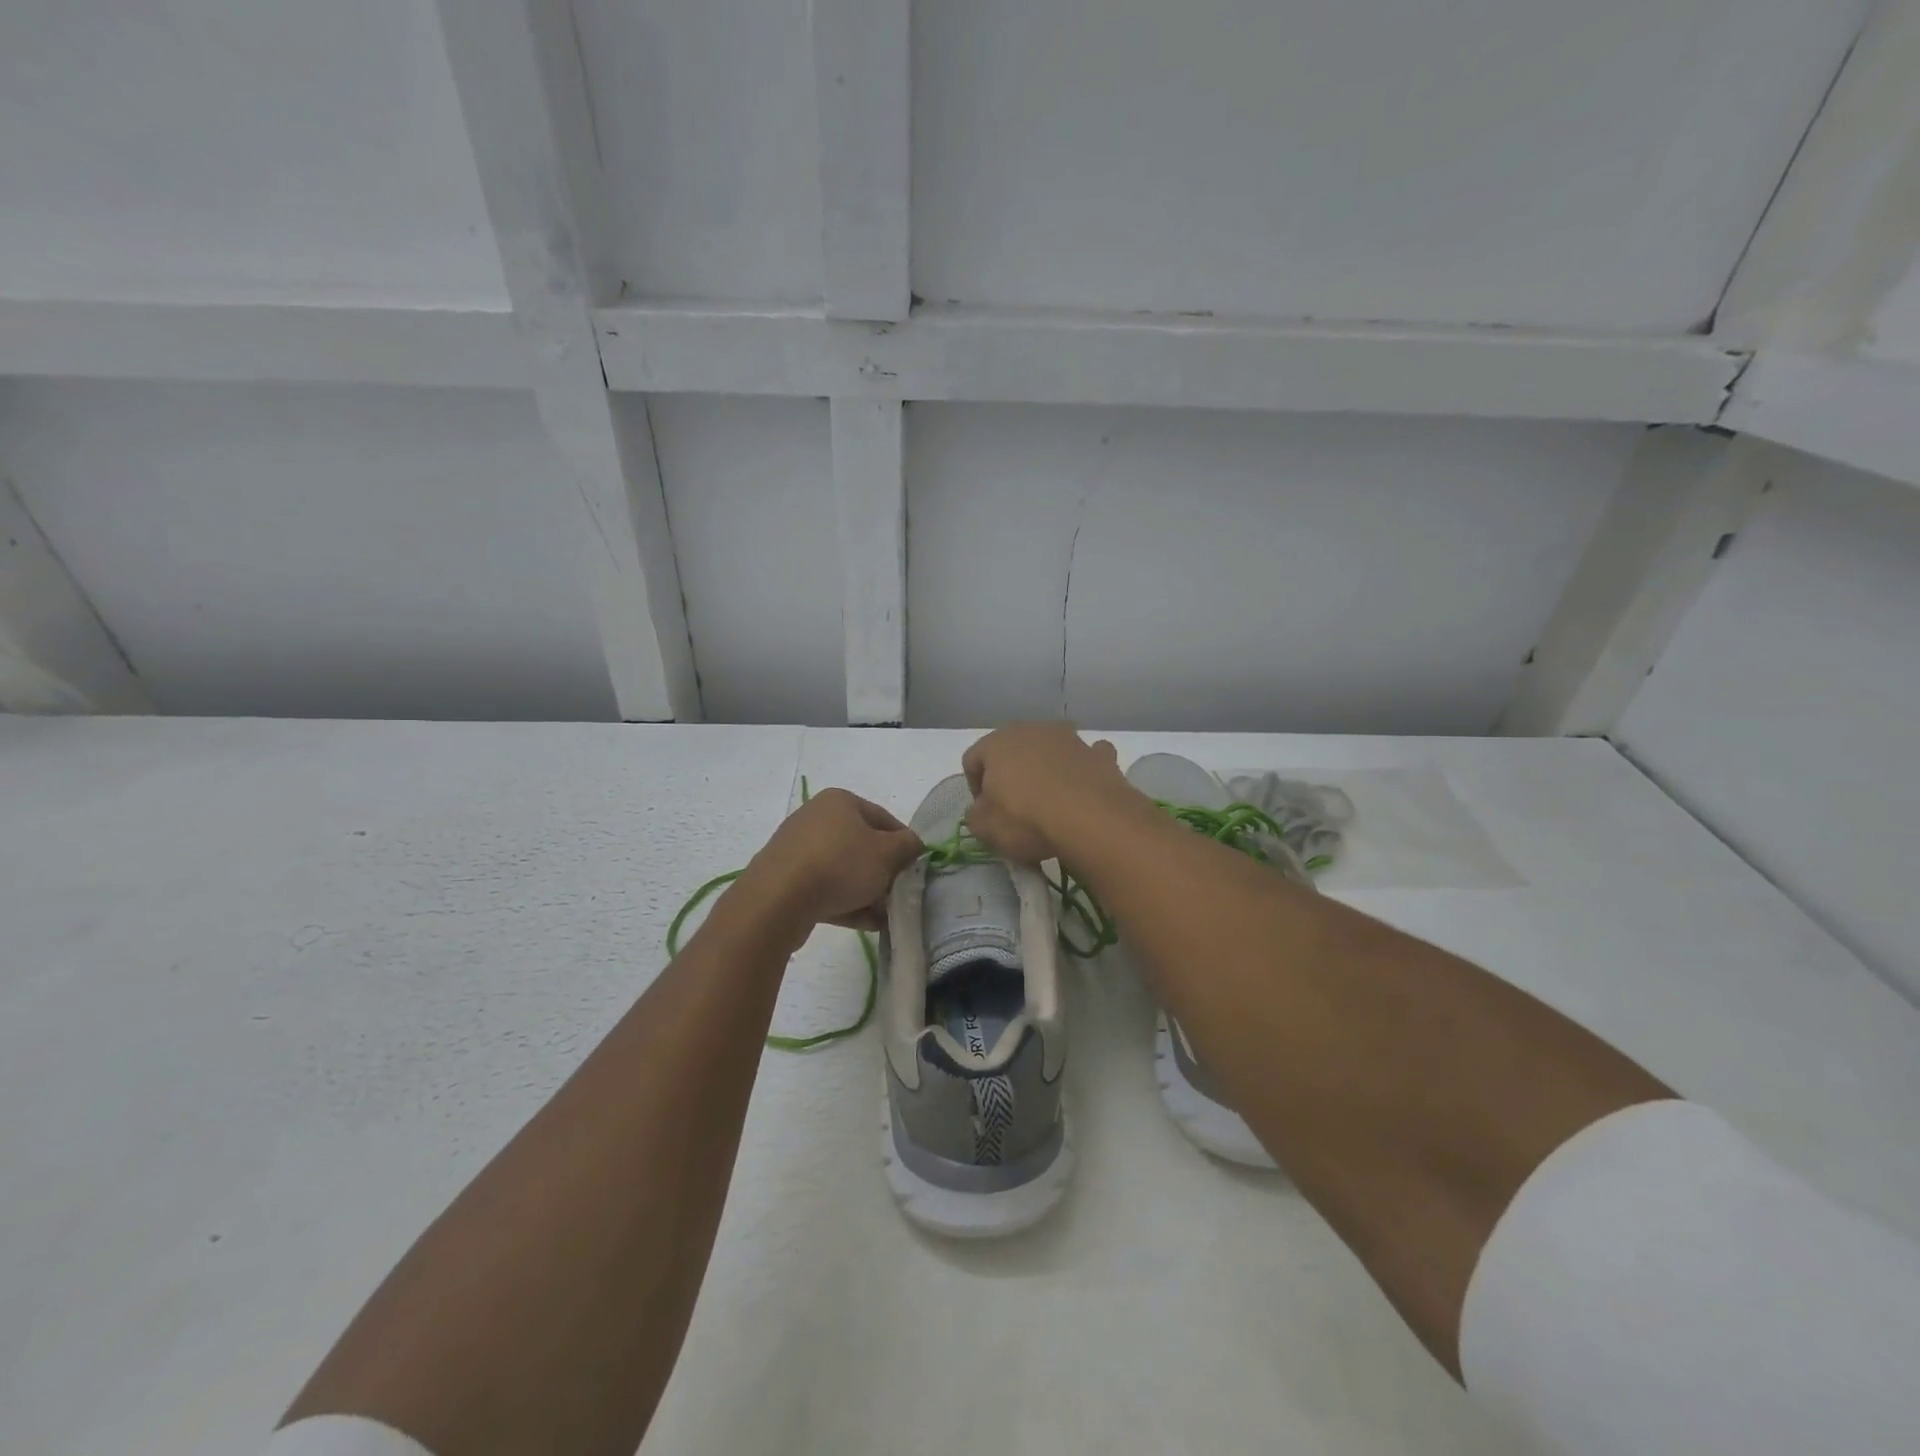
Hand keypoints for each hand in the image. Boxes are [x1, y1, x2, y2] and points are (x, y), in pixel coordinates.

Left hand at [743, 787, 924, 933]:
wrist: (778, 900)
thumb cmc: (840, 865)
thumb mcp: (887, 854)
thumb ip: (908, 847)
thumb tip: (914, 845)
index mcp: (840, 801)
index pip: (885, 819)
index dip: (905, 845)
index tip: (916, 870)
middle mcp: (817, 818)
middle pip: (863, 846)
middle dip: (884, 873)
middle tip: (898, 895)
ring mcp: (798, 849)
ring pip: (844, 870)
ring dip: (866, 892)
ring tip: (883, 916)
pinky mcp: (786, 879)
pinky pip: (824, 888)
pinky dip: (845, 902)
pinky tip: (864, 923)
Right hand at [961, 722, 1139, 865]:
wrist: (1091, 820)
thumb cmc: (1026, 819)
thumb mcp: (985, 828)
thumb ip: (976, 814)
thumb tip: (984, 809)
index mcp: (997, 742)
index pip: (973, 759)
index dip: (974, 787)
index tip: (985, 812)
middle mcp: (1033, 730)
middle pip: (1012, 751)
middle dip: (1011, 775)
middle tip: (1015, 808)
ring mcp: (1070, 739)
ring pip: (1050, 751)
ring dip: (1047, 770)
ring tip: (1051, 804)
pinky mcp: (1100, 754)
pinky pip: (1085, 759)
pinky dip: (1082, 771)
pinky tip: (1083, 793)